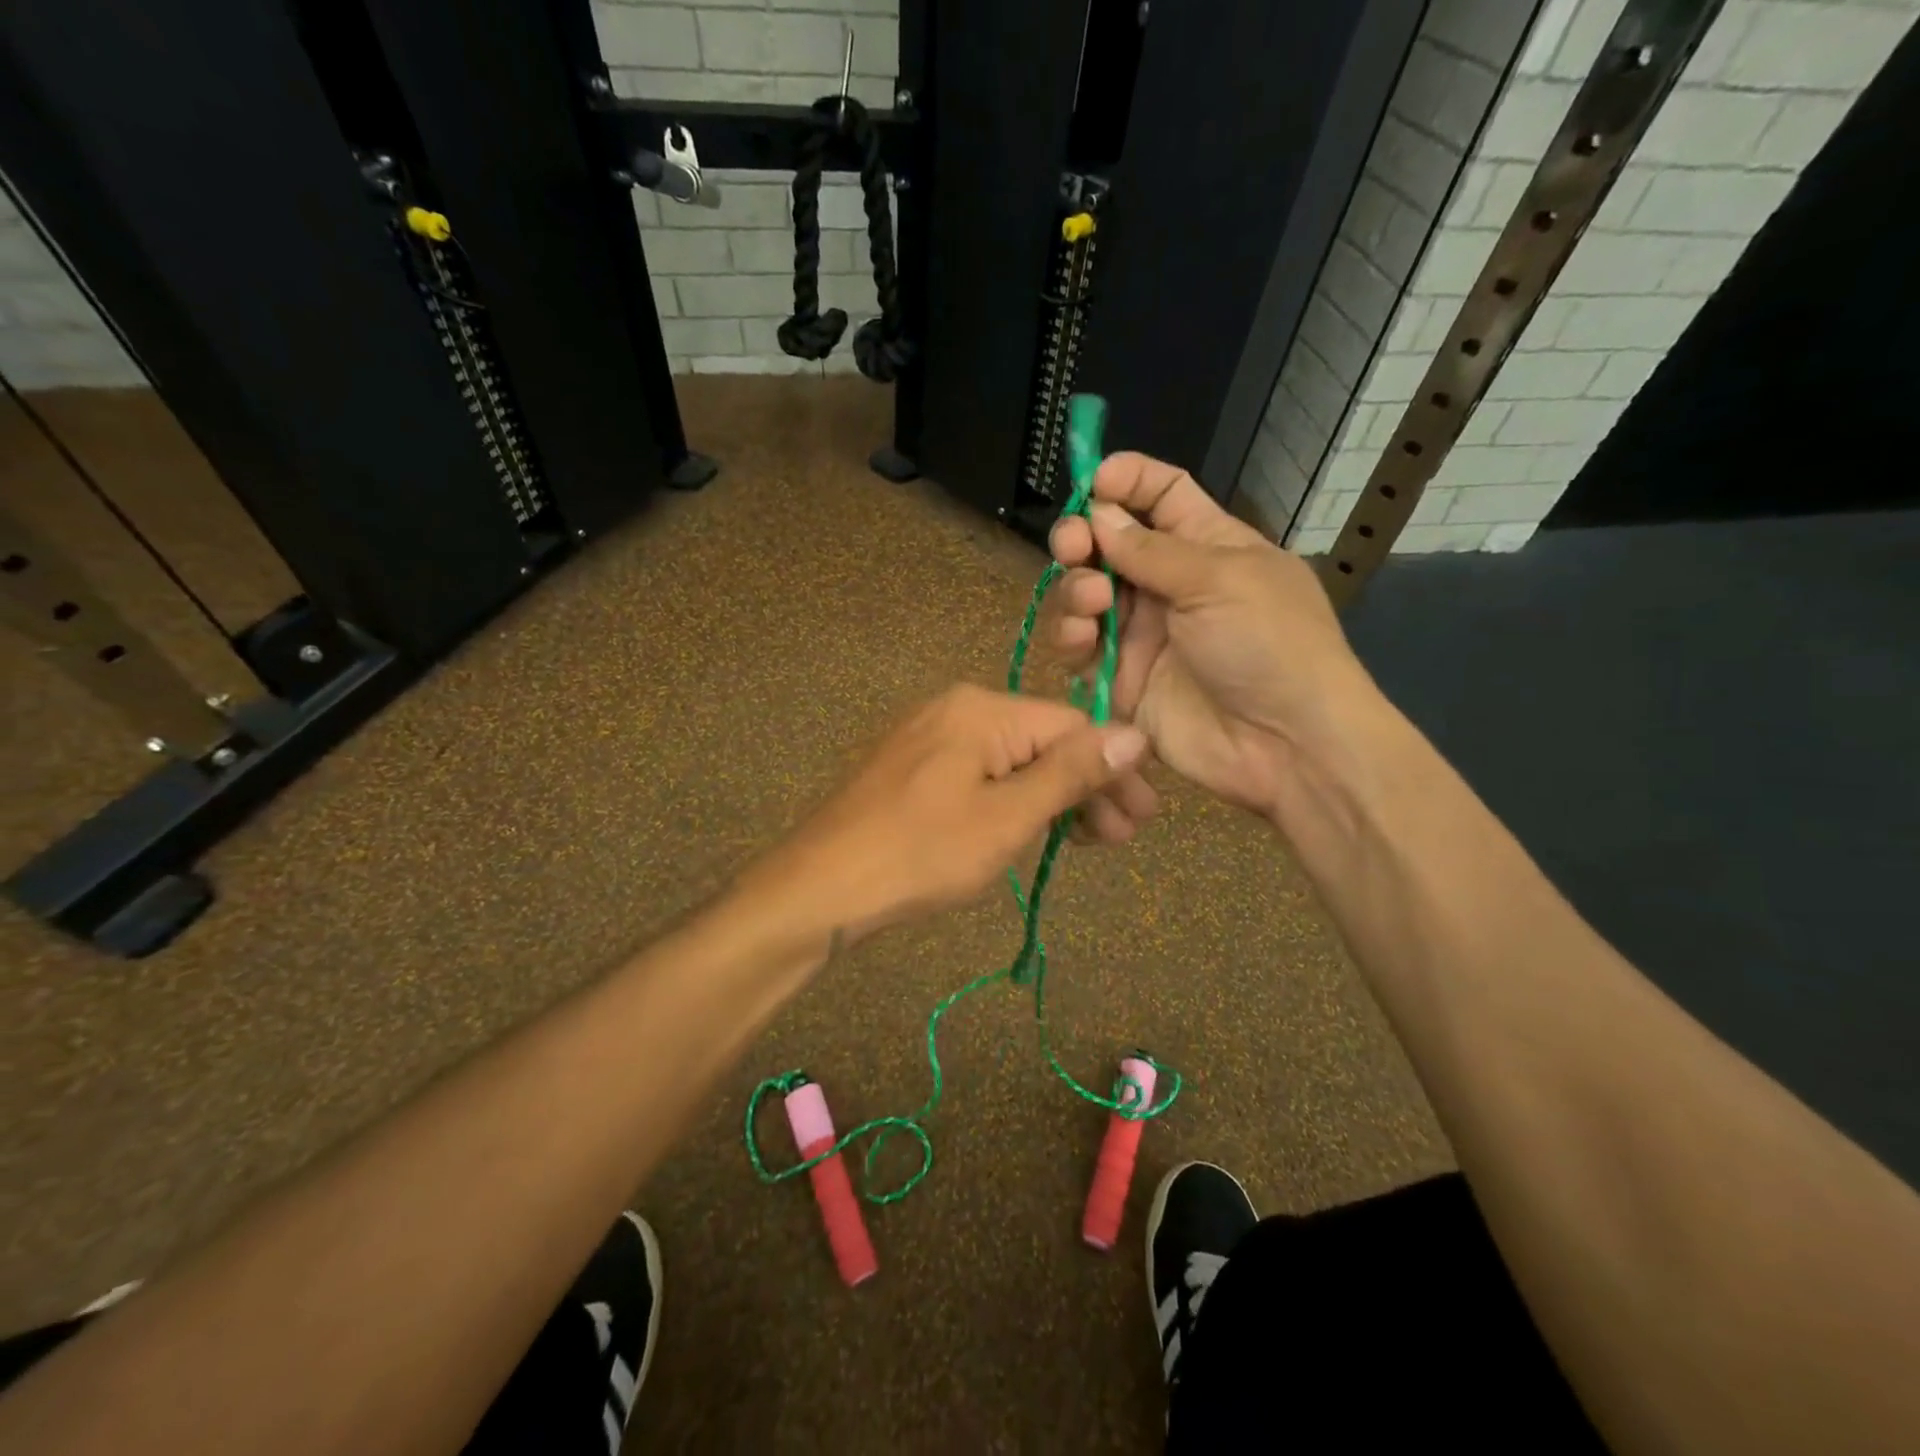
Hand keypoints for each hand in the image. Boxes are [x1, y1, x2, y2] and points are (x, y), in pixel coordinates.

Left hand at [742, 684, 1147, 942]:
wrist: (819, 888)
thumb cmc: (920, 854)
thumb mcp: (1006, 817)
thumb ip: (1071, 773)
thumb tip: (1136, 734)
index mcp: (981, 709)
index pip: (1071, 725)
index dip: (1113, 770)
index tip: (1142, 818)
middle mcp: (955, 709)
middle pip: (1041, 742)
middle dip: (1085, 788)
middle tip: (1119, 839)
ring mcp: (929, 738)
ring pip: (1011, 762)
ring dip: (1051, 799)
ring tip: (1082, 844)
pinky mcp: (912, 769)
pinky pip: (979, 775)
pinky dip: (1011, 802)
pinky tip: (1030, 831)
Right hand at [1048, 452, 1371, 827]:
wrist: (1284, 746)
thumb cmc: (1269, 645)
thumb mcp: (1220, 580)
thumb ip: (1151, 549)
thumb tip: (1099, 512)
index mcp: (1208, 546)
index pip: (1162, 496)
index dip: (1128, 481)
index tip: (1092, 481)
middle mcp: (1169, 585)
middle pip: (1110, 545)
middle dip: (1082, 538)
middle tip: (1072, 545)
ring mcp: (1142, 633)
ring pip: (1086, 595)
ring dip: (1077, 589)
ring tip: (1093, 602)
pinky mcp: (1121, 679)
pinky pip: (1082, 649)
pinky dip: (1072, 637)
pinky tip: (1082, 638)